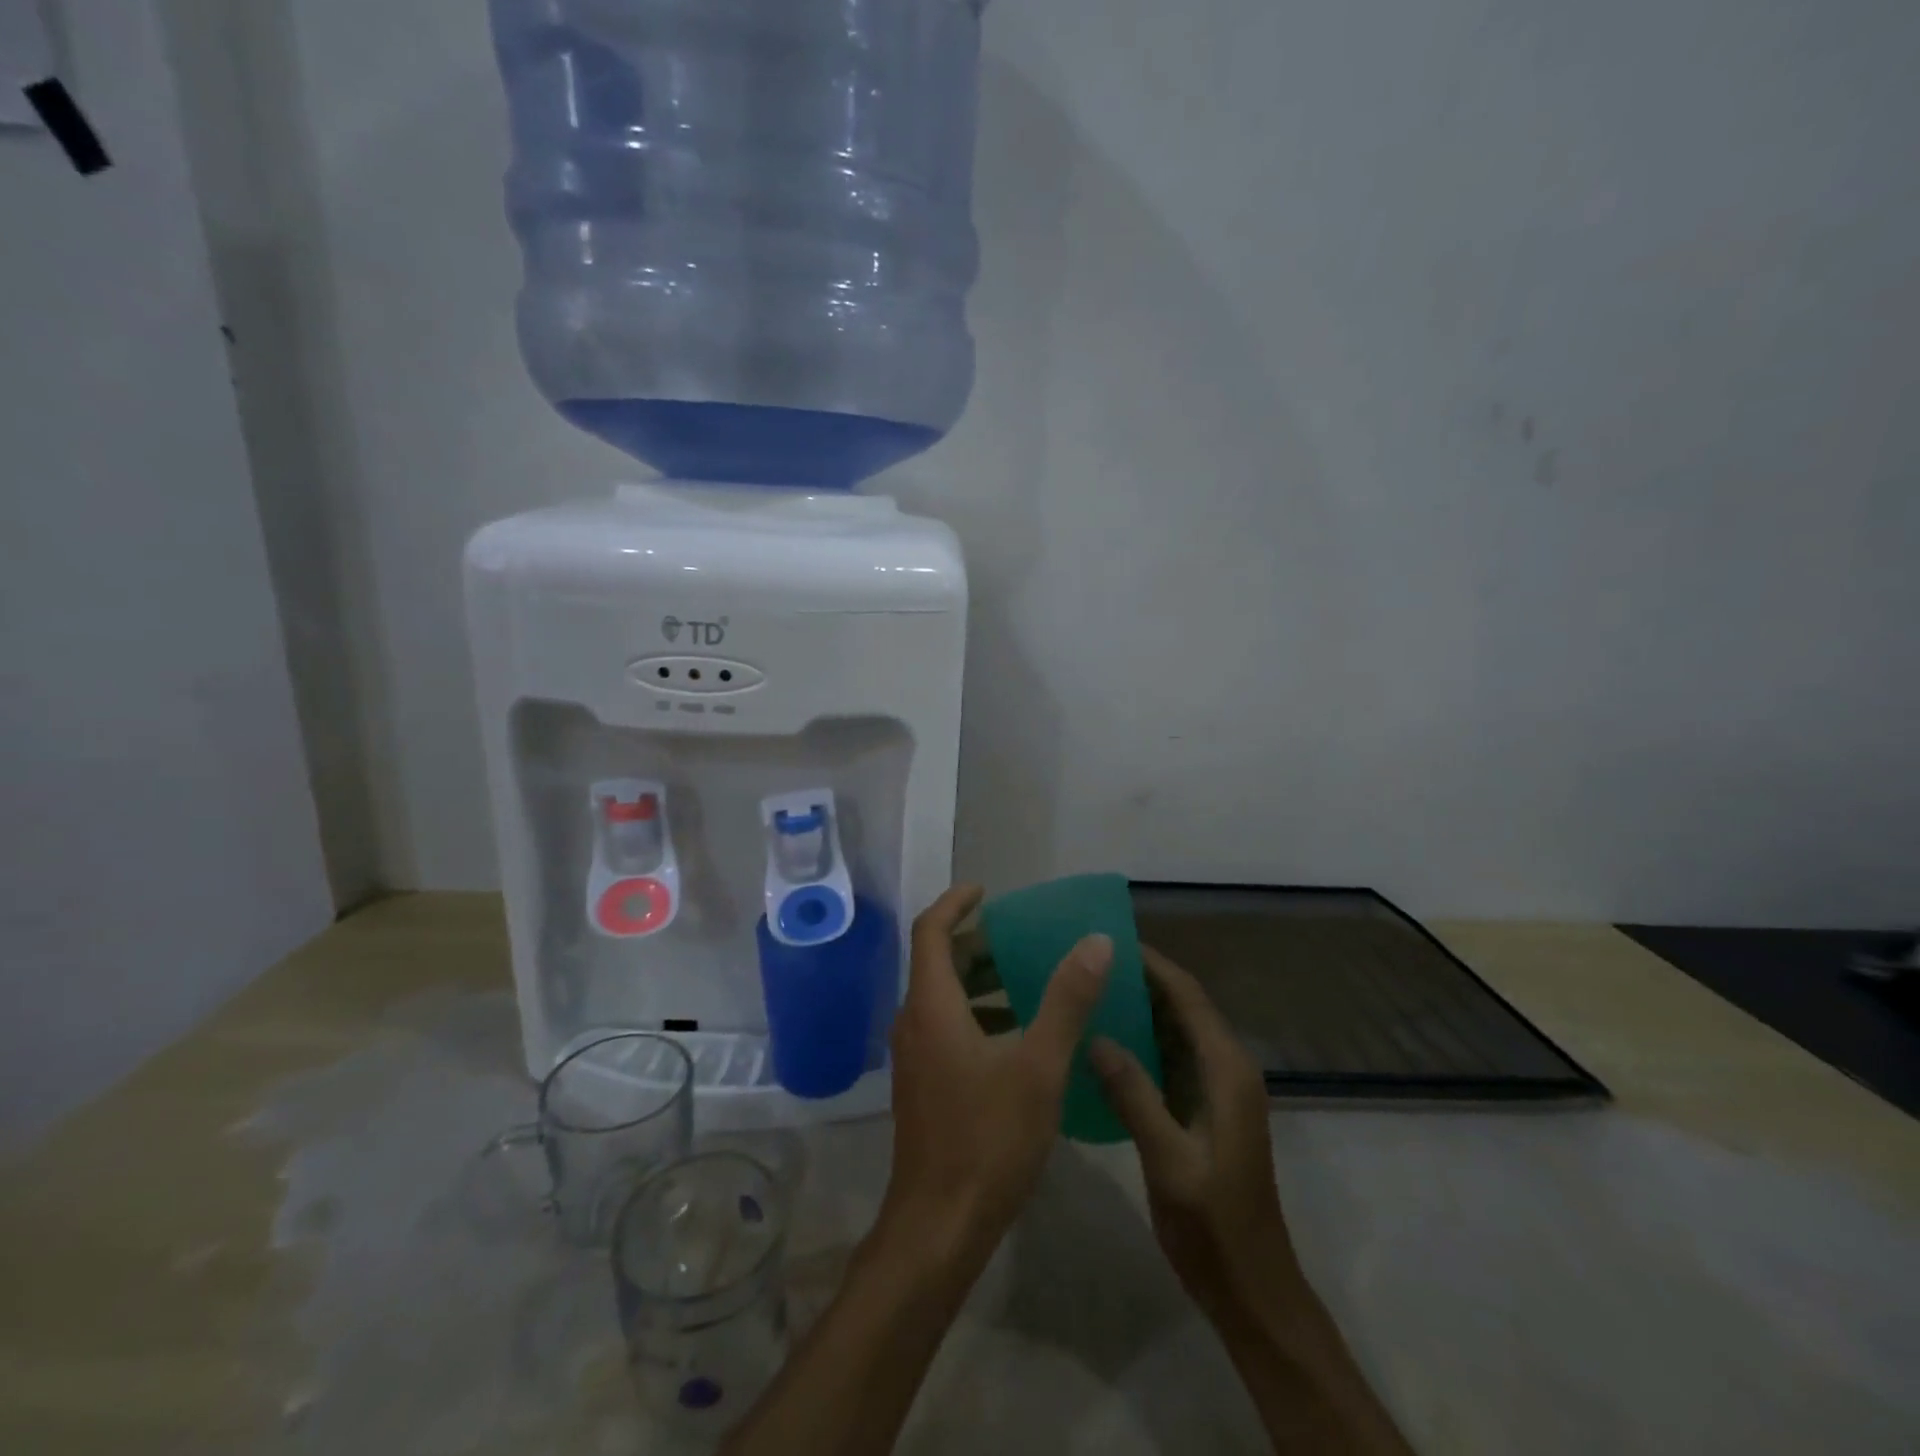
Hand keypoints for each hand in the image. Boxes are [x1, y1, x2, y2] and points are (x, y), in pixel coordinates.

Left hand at [881, 884, 1113, 1270]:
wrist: (938, 1226)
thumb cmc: (987, 1139)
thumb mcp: (1039, 1066)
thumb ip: (1067, 1000)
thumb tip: (1095, 942)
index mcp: (932, 1005)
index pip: (931, 930)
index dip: (956, 903)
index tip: (988, 891)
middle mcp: (914, 1021)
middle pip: (937, 961)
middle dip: (977, 942)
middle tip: (1023, 936)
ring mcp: (915, 1056)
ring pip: (943, 996)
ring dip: (980, 980)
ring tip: (1028, 977)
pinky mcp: (924, 1083)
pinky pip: (946, 1026)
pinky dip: (978, 1014)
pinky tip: (1019, 1035)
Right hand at [1090, 947, 1307, 1328]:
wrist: (1252, 1290)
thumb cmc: (1213, 1225)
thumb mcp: (1169, 1161)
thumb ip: (1134, 1095)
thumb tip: (1096, 1036)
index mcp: (1226, 1071)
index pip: (1189, 997)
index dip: (1153, 965)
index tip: (1111, 940)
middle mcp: (1228, 1070)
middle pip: (1185, 1006)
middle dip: (1143, 980)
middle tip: (1091, 962)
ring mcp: (1218, 1091)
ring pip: (1178, 1031)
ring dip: (1142, 1009)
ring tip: (1093, 990)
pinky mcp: (1206, 1110)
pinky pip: (1172, 1058)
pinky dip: (1144, 1041)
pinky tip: (1107, 1043)